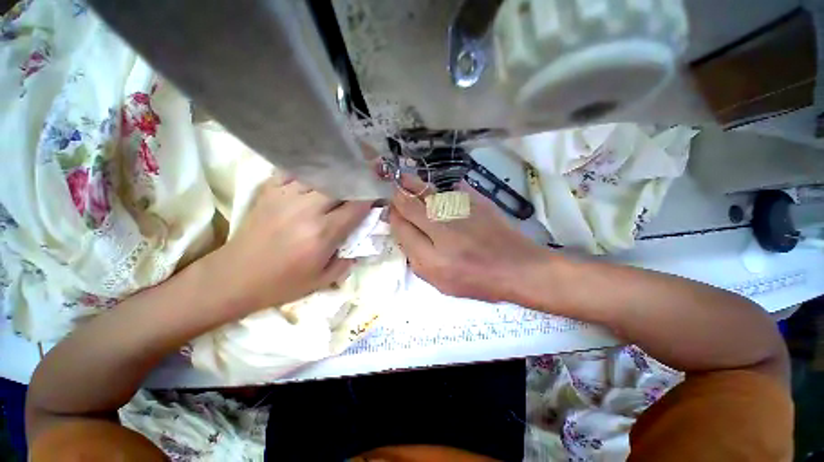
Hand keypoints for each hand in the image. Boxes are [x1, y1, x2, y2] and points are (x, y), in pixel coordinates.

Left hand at [211, 176, 371, 313]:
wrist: (235, 277)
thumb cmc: (282, 283)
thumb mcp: (322, 281)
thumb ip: (347, 262)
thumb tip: (359, 246)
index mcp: (323, 233)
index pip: (356, 207)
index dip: (370, 199)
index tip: (377, 196)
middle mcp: (307, 210)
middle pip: (340, 186)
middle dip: (356, 184)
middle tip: (363, 185)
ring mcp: (286, 197)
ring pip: (320, 175)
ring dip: (335, 177)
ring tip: (342, 179)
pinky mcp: (269, 192)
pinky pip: (294, 173)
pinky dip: (308, 173)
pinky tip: (315, 178)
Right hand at [389, 174, 550, 302]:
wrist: (517, 266)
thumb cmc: (478, 281)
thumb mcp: (440, 282)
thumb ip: (416, 259)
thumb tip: (403, 232)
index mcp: (432, 258)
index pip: (401, 228)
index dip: (393, 217)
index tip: (391, 212)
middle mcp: (443, 231)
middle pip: (410, 205)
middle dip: (398, 196)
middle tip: (395, 192)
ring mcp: (460, 212)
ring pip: (427, 193)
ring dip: (413, 185)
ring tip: (404, 179)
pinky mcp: (475, 201)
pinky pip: (449, 190)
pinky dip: (438, 190)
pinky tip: (435, 191)